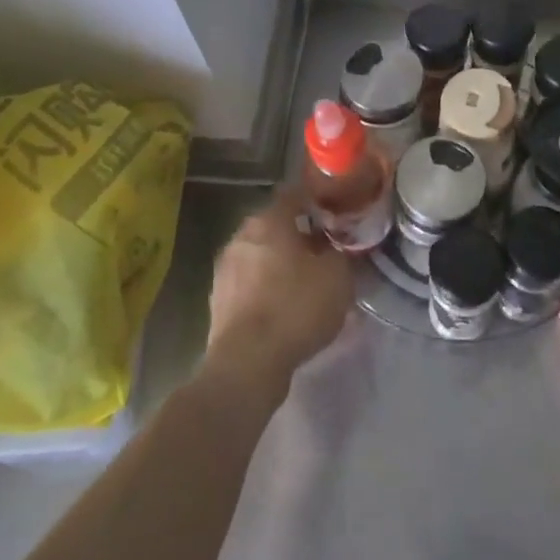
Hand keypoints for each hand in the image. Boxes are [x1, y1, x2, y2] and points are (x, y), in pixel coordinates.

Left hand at [203, 189, 355, 393]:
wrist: (247, 364)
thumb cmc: (295, 307)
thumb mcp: (338, 276)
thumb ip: (340, 252)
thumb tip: (334, 247)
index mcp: (268, 220)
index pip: (294, 195)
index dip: (317, 201)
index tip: (336, 214)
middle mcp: (241, 237)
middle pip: (276, 226)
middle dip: (300, 235)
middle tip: (326, 250)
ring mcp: (225, 269)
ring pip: (262, 256)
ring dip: (283, 264)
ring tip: (308, 282)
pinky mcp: (219, 301)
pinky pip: (251, 284)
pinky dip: (268, 289)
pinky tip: (287, 308)